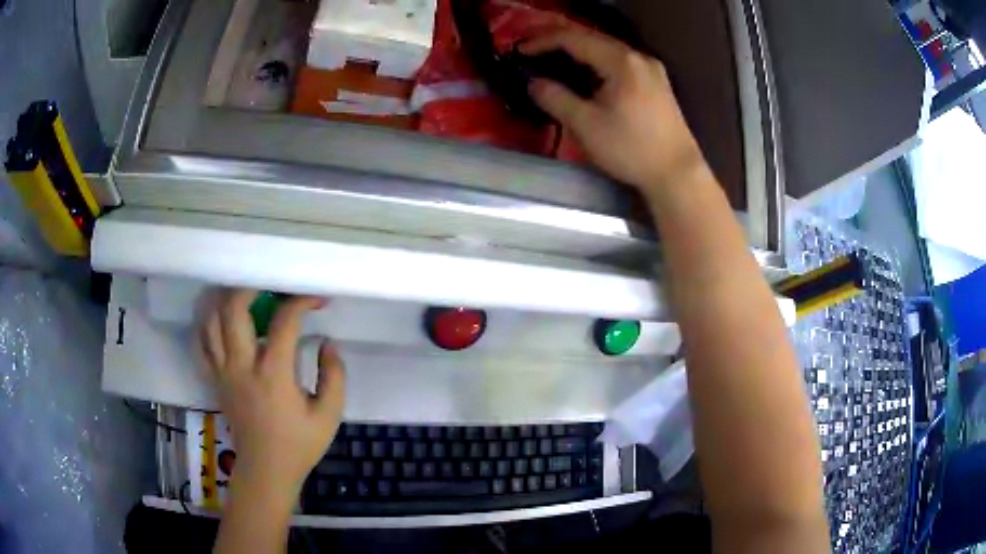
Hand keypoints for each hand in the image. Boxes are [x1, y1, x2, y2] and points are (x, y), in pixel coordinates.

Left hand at [198, 289, 345, 493]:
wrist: (266, 470)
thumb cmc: (299, 444)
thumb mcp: (330, 415)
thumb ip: (334, 375)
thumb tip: (326, 343)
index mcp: (273, 373)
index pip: (284, 321)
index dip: (302, 301)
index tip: (316, 300)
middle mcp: (242, 365)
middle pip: (233, 308)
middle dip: (252, 287)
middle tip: (270, 286)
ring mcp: (223, 372)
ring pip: (212, 321)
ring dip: (227, 301)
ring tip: (245, 297)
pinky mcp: (214, 380)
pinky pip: (201, 344)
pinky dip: (207, 325)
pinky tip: (221, 321)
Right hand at [522, 30, 705, 195]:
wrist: (677, 174)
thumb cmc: (631, 149)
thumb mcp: (586, 125)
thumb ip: (555, 98)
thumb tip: (533, 83)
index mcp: (621, 61)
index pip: (574, 38)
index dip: (542, 41)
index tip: (519, 51)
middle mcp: (638, 57)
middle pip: (592, 38)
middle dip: (559, 43)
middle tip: (533, 53)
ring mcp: (651, 69)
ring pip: (606, 50)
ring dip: (578, 53)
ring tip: (554, 63)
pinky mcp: (656, 84)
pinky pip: (619, 63)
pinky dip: (597, 64)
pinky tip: (586, 77)